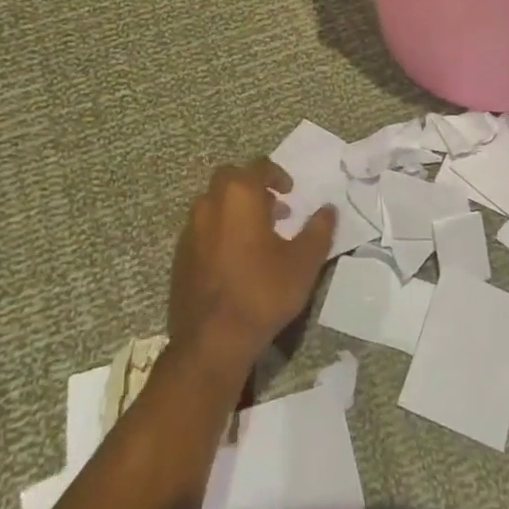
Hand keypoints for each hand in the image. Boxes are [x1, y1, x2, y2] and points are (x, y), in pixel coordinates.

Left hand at [167, 160, 335, 388]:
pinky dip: (219, 230)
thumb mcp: (303, 262)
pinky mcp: (179, 256)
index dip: (277, 175)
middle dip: (252, 186)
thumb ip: (318, 230)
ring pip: (212, 203)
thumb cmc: (263, 293)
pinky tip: (235, 258)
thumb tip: (328, 209)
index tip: (291, 192)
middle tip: (273, 208)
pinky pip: (202, 229)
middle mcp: (209, 205)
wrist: (212, 341)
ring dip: (234, 208)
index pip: (258, 167)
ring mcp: (190, 230)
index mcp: (239, 196)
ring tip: (257, 233)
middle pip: (229, 179)